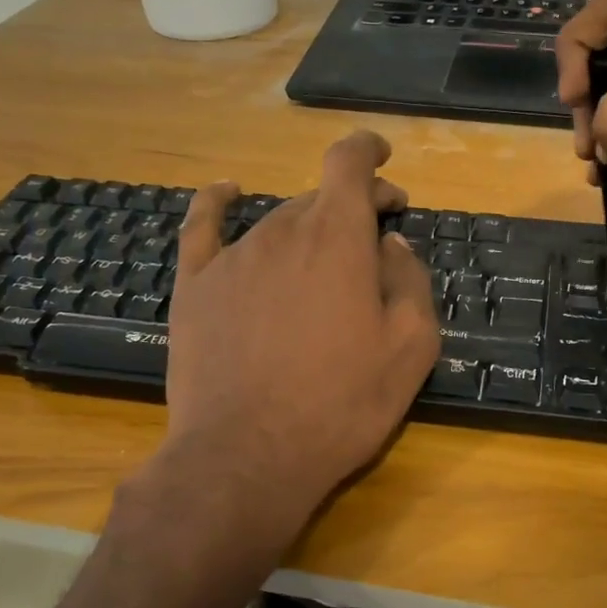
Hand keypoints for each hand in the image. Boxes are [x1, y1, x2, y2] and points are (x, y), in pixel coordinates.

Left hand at [156, 131, 440, 545]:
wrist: (247, 456)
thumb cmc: (341, 404)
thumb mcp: (411, 349)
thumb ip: (410, 283)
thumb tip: (392, 246)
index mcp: (338, 239)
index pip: (349, 164)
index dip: (368, 151)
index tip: (383, 159)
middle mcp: (283, 232)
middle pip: (318, 198)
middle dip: (352, 206)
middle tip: (376, 240)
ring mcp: (233, 257)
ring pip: (277, 221)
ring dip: (307, 228)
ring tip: (323, 260)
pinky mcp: (195, 287)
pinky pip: (203, 227)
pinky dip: (217, 202)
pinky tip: (225, 191)